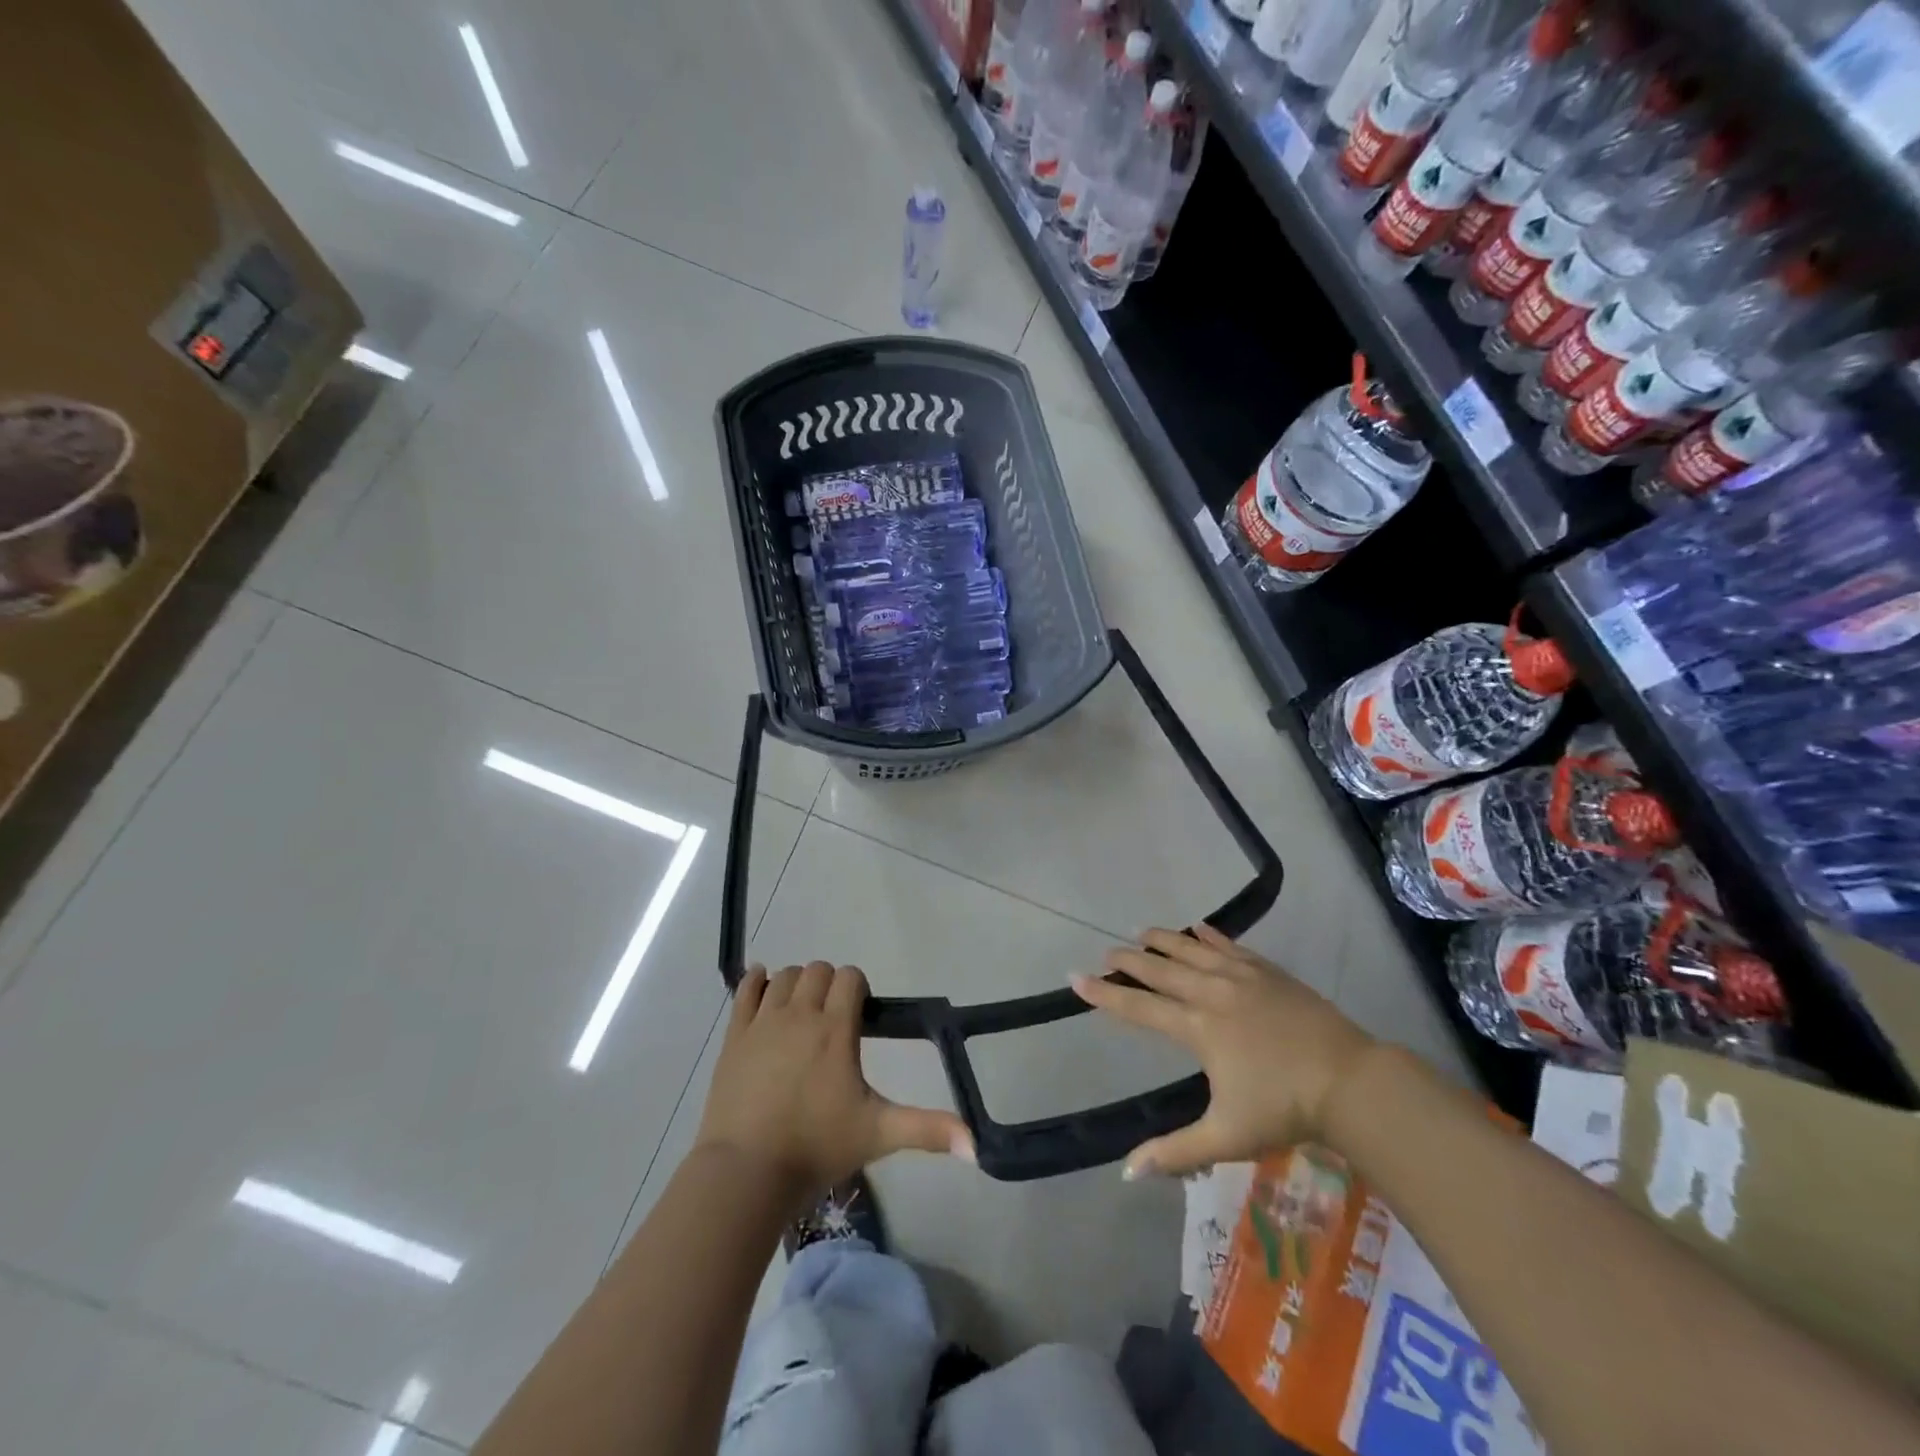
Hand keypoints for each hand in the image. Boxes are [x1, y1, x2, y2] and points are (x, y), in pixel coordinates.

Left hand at [695, 962, 973, 1200]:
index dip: (858, 987)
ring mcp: (763, 1022)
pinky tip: (762, 985)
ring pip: (784, 976)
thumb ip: (928, 1130)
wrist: (746, 1173)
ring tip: (801, 1012)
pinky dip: (756, 981)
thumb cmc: (816, 1148)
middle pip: (818, 970)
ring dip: (796, 984)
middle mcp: (800, 1013)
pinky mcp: (735, 1035)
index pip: (850, 977)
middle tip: (832, 1017)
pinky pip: (745, 989)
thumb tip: (975, 1145)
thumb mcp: (878, 1135)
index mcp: (836, 1029)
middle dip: (829, 984)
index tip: (859, 1013)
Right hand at [1071, 925, 1375, 1178]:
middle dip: (1129, 959)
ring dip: (1163, 940)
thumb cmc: (1283, 1109)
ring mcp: (1241, 977)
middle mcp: (1211, 992)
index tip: (1076, 978)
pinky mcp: (1268, 971)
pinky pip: (1230, 945)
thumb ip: (1175, 1151)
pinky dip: (1210, 934)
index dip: (1104, 994)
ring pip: (1191, 949)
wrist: (1348, 1081)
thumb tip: (1126, 1172)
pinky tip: (1198, 927)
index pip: (1139, 1007)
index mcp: (1197, 1028)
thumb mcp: (1226, 1136)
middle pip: (1160, 970)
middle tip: (1107, 951)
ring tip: (1141, 931)